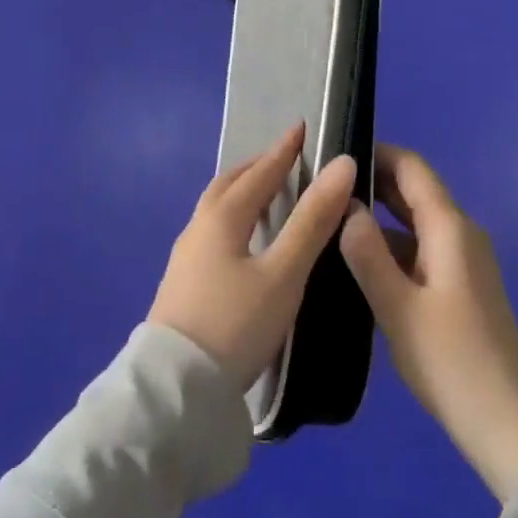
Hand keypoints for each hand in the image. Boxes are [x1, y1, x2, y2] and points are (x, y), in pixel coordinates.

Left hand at [149, 123, 356, 391]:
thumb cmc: (235, 325)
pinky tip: (244, 242)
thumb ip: (313, 220)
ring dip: (243, 192)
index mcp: (222, 217)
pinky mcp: (182, 283)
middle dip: (258, 167)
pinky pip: (212, 231)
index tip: (301, 127)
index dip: (283, 150)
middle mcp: (199, 228)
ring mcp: (186, 256)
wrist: (175, 390)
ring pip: (217, 208)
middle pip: (230, 184)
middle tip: (285, 160)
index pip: (260, 172)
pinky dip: (234, 218)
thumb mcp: (283, 274)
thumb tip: (342, 165)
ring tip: (268, 196)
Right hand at [340, 145, 517, 503]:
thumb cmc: (452, 363)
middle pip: (414, 191)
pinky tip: (357, 262)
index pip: (412, 167)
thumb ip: (367, 253)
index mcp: (450, 228)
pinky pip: (421, 249)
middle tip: (322, 184)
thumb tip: (345, 204)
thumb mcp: (398, 308)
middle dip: (372, 182)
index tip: (334, 151)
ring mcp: (463, 262)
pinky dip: (391, 246)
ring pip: (415, 223)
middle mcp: (460, 234)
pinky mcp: (460, 287)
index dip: (376, 151)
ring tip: (329, 220)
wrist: (511, 428)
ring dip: (378, 216)